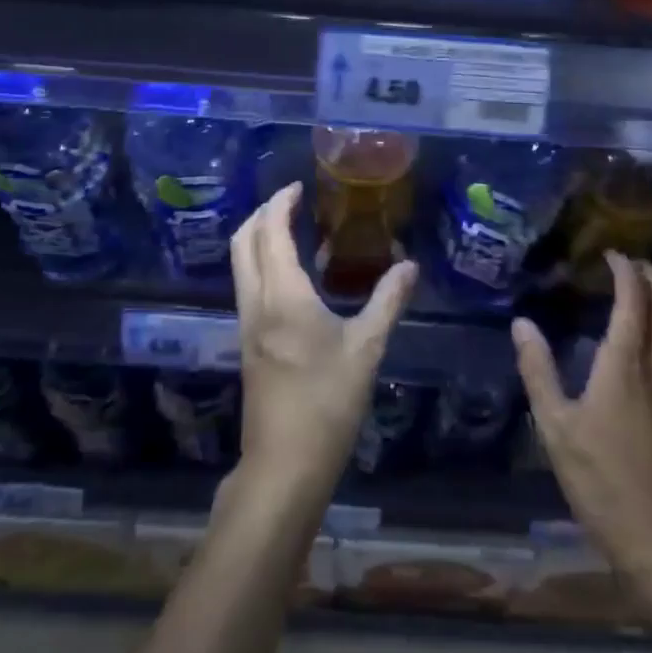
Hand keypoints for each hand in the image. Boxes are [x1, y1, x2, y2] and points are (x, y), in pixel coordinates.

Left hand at [230, 183, 416, 500]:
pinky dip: (263, 265)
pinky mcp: (248, 343)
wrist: (284, 464)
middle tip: (291, 202)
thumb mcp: (367, 348)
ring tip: (294, 230)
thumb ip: (388, 301)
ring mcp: (247, 325)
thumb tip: (409, 265)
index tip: (298, 187)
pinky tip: (295, 277)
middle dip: (261, 214)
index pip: (271, 233)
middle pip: (243, 242)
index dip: (280, 204)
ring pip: (241, 265)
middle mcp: (256, 303)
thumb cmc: (327, 402)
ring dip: (259, 239)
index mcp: (283, 296)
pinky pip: (249, 286)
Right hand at [513, 252, 651, 580]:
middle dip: (651, 274)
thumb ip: (538, 370)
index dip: (625, 269)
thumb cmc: (600, 479)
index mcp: (625, 362)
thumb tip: (521, 323)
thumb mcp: (555, 426)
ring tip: (642, 288)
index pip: (634, 297)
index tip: (609, 254)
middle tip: (628, 263)